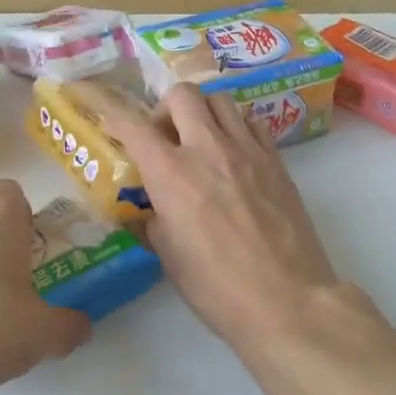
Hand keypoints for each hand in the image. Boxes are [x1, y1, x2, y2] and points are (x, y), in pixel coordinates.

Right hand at [102, 84, 345, 354]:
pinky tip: (232, 154)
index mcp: (172, 174)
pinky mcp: (276, 160)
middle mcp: (208, 148)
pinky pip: (250, 121)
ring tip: (199, 140)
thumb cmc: (217, 287)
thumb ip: (154, 221)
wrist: (286, 300)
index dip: (115, 116)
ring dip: (201, 111)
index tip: (109, 121)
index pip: (134, 125)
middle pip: (182, 94)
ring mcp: (247, 150)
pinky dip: (234, 126)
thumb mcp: (169, 257)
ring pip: (220, 99)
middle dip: (164, 108)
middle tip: (164, 137)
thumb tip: (151, 211)